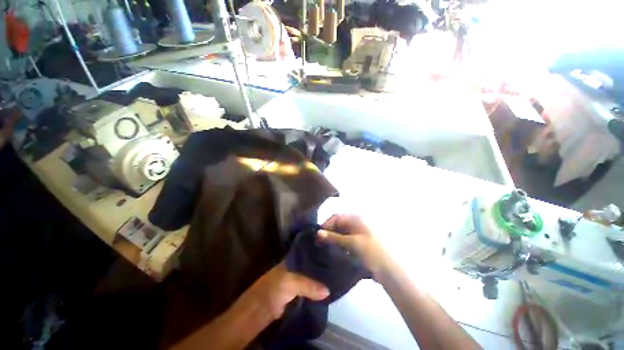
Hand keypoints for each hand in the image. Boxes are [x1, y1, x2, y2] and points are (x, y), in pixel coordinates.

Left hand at [236, 262, 328, 320]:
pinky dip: (314, 292)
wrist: (257, 312)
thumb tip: (328, 290)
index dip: (317, 254)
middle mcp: (293, 269)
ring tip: (334, 279)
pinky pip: (306, 291)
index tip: (331, 254)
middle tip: (336, 269)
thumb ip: (309, 285)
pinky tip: (324, 293)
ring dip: (318, 281)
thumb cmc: (273, 290)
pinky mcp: (293, 295)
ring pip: (308, 279)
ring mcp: (293, 282)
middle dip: (320, 268)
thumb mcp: (291, 283)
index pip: (307, 254)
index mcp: (291, 261)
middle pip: (309, 267)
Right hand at [318, 214, 391, 276]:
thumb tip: (318, 233)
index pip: (337, 217)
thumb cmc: (372, 252)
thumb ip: (334, 237)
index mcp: (357, 219)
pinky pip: (348, 240)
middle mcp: (358, 223)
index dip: (326, 224)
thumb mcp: (352, 243)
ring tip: (326, 249)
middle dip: (330, 232)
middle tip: (320, 244)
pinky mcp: (362, 244)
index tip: (318, 236)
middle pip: (339, 224)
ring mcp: (361, 234)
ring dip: (334, 239)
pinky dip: (341, 245)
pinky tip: (337, 252)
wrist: (392, 271)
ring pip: (343, 233)